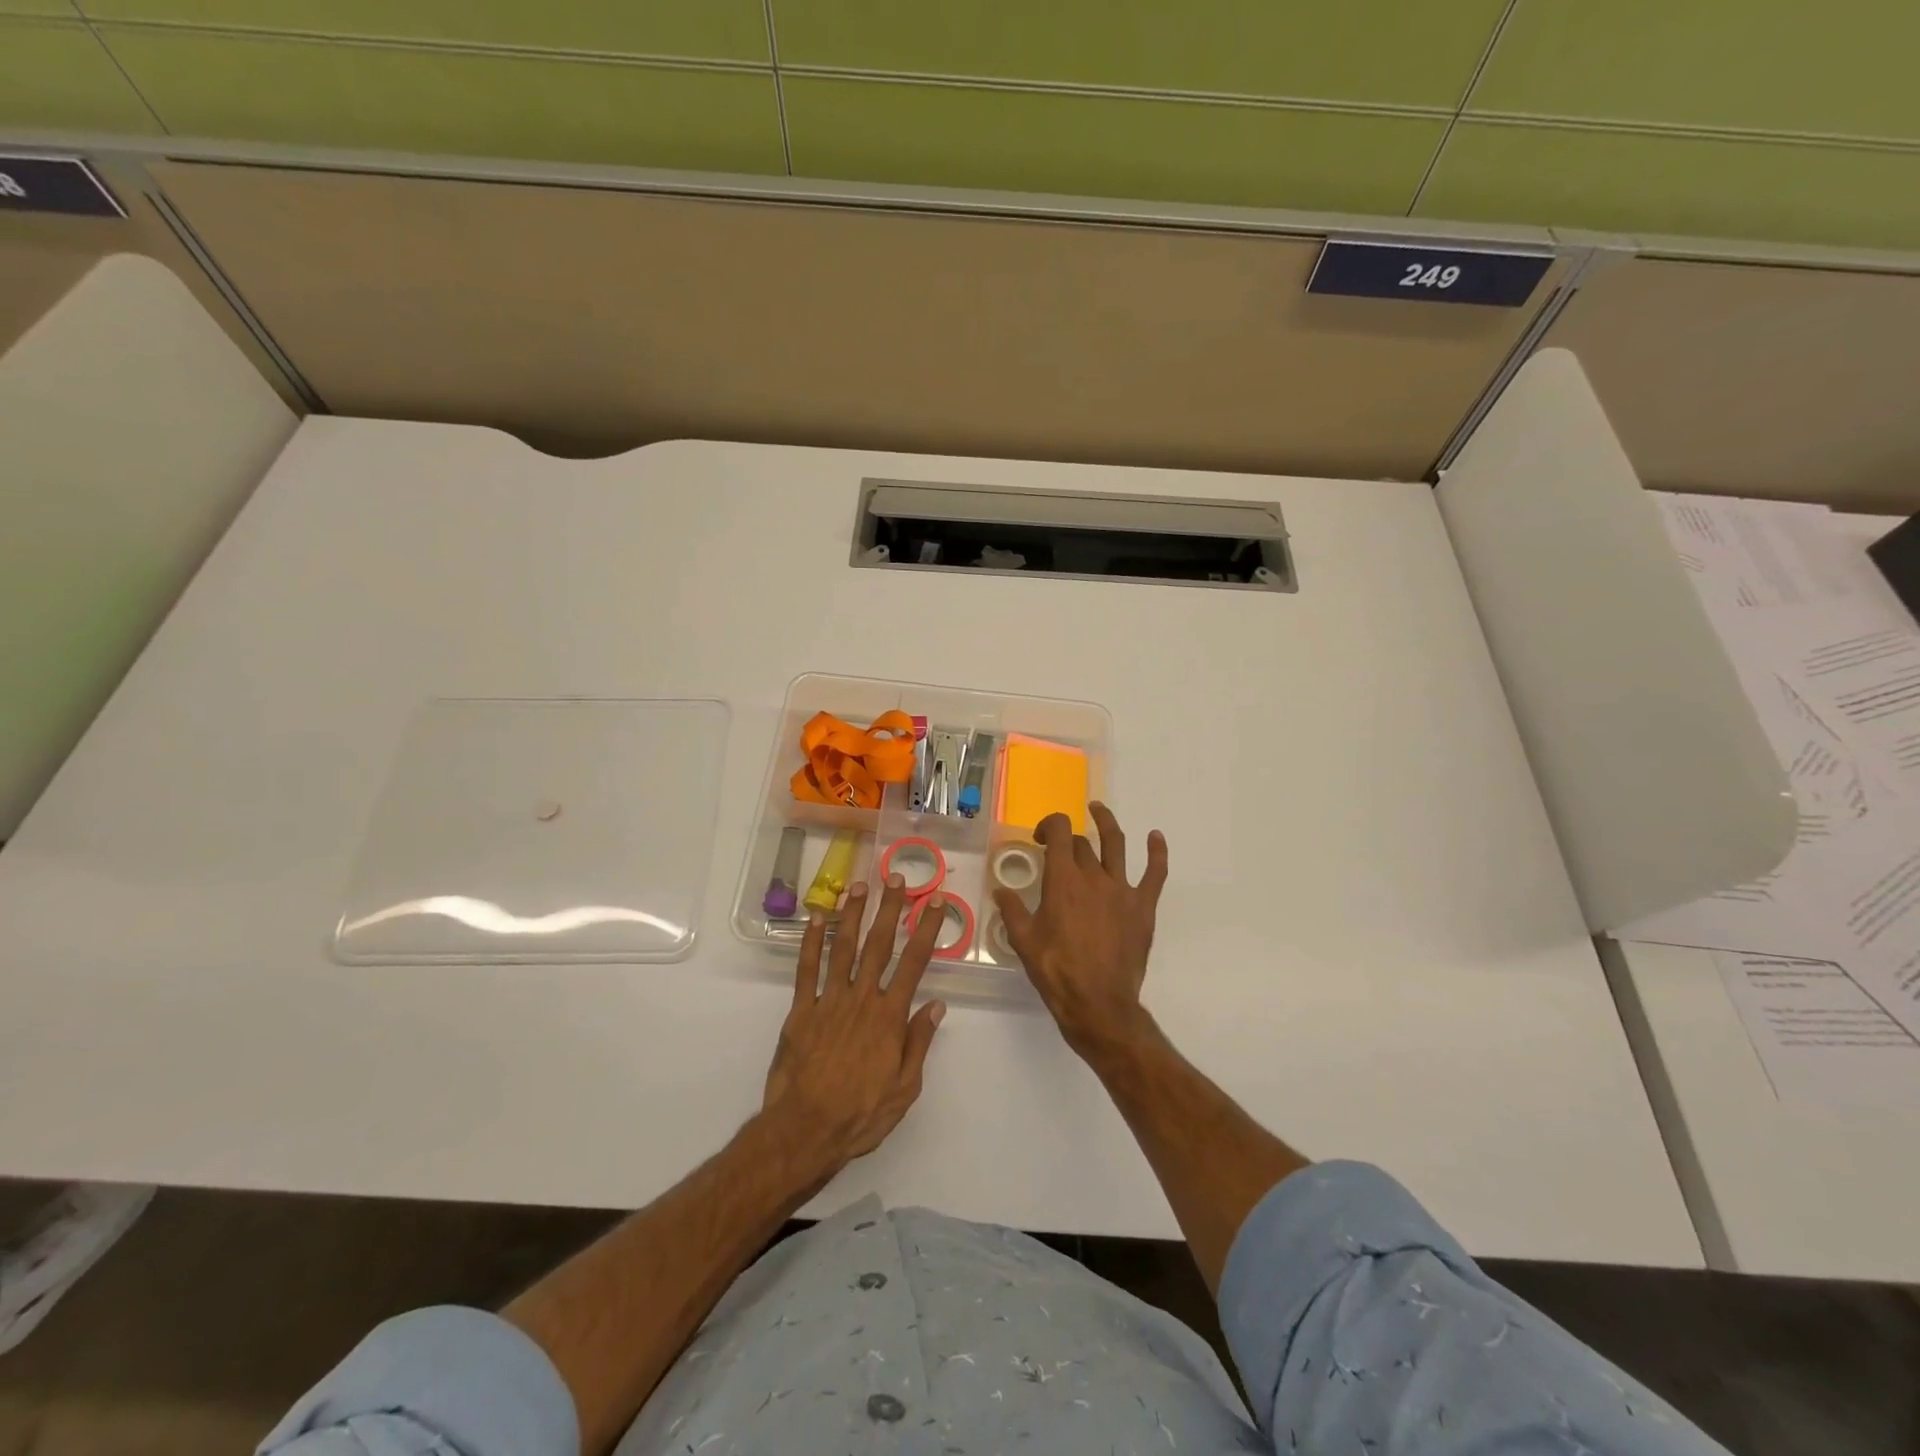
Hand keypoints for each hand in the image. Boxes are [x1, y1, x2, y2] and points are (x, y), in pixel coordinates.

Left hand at [762, 874, 946, 1178]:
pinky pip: (806, 970)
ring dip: (852, 915)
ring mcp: (829, 1001)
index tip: (935, 902)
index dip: (927, 929)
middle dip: (890, 909)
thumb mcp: (905, 1088)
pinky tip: (817, 918)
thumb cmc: (861, 1114)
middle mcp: (861, 999)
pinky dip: (811, 943)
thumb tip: (936, 1005)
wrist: (805, 1131)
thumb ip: (919, 1042)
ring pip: (843, 948)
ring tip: (859, 885)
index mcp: (890, 1017)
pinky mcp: (801, 1011)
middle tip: (897, 877)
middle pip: (879, 945)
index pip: (914, 963)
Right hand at [996, 803, 1167, 1057]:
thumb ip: (1012, 911)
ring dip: (1107, 823)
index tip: (1039, 838)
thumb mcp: (1024, 941)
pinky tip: (1156, 837)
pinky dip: (1157, 852)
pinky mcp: (1142, 906)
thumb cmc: (1056, 971)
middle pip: (1082, 843)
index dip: (1048, 825)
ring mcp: (1121, 889)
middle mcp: (1092, 876)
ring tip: (1099, 811)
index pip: (1057, 832)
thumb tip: (1001, 890)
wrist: (1098, 1002)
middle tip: (1058, 851)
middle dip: (1068, 839)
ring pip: (1116, 844)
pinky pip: (1155, 873)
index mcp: (1062, 880)